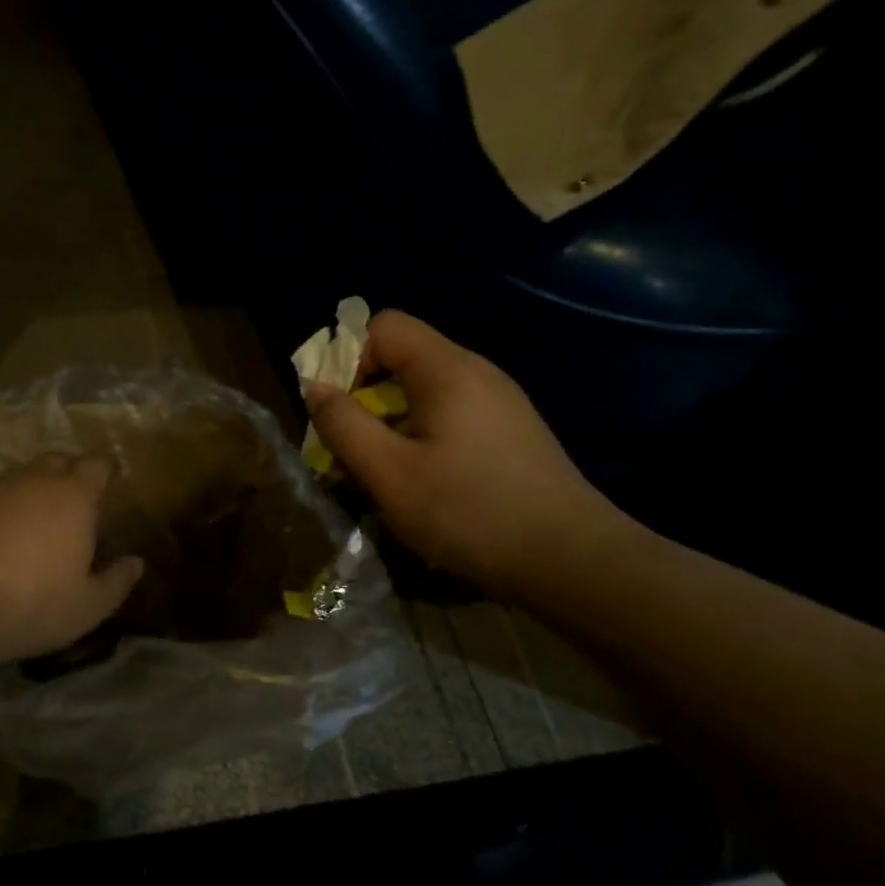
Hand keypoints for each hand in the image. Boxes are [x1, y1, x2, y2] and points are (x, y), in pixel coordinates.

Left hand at [0, 454, 144, 670]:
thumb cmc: (31, 605)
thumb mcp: (87, 607)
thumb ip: (117, 581)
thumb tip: (137, 563)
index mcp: (74, 496)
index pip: (97, 463)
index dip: (107, 469)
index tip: (113, 480)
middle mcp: (36, 481)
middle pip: (60, 460)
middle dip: (73, 472)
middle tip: (80, 500)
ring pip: (26, 475)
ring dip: (39, 488)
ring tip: (43, 519)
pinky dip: (10, 506)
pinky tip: (8, 535)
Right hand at [305, 311, 631, 595]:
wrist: (569, 559)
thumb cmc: (469, 512)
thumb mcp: (389, 474)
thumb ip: (344, 425)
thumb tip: (315, 388)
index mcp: (447, 370)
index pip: (384, 326)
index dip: (350, 358)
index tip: (342, 411)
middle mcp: (478, 372)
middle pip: (405, 356)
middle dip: (367, 396)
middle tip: (357, 448)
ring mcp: (502, 402)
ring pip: (427, 390)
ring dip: (394, 421)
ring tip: (389, 471)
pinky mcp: (513, 432)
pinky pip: (453, 414)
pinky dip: (425, 435)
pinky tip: (430, 483)